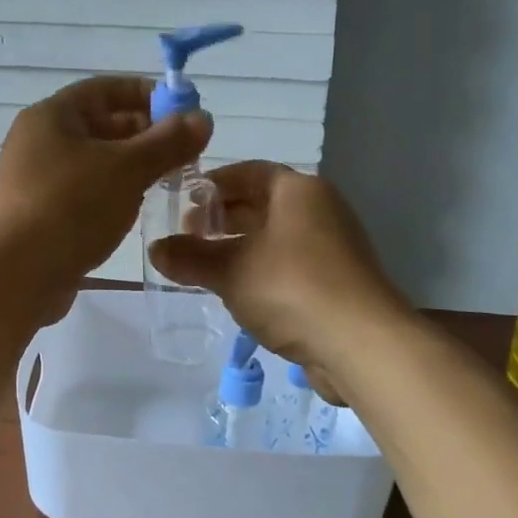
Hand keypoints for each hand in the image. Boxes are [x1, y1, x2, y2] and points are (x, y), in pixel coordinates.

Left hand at [0, 76, 210, 322]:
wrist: (14, 275)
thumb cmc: (71, 207)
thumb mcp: (127, 169)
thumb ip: (168, 142)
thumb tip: (202, 118)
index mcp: (53, 116)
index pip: (105, 89)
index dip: (147, 94)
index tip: (185, 110)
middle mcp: (40, 141)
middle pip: (100, 124)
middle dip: (145, 134)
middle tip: (186, 151)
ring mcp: (37, 180)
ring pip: (95, 161)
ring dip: (132, 166)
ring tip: (170, 179)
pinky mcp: (41, 214)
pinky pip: (84, 191)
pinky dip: (113, 192)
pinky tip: (137, 209)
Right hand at [148, 162, 403, 383]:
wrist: (362, 344)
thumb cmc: (292, 288)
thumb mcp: (230, 270)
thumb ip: (191, 257)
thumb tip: (155, 250)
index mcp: (298, 190)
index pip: (248, 172)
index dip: (212, 185)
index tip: (182, 203)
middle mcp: (320, 209)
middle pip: (261, 203)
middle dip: (222, 218)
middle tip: (187, 237)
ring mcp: (333, 246)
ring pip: (275, 236)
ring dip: (239, 246)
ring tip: (205, 265)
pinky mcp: (337, 281)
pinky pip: (289, 264)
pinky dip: (261, 269)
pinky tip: (237, 291)